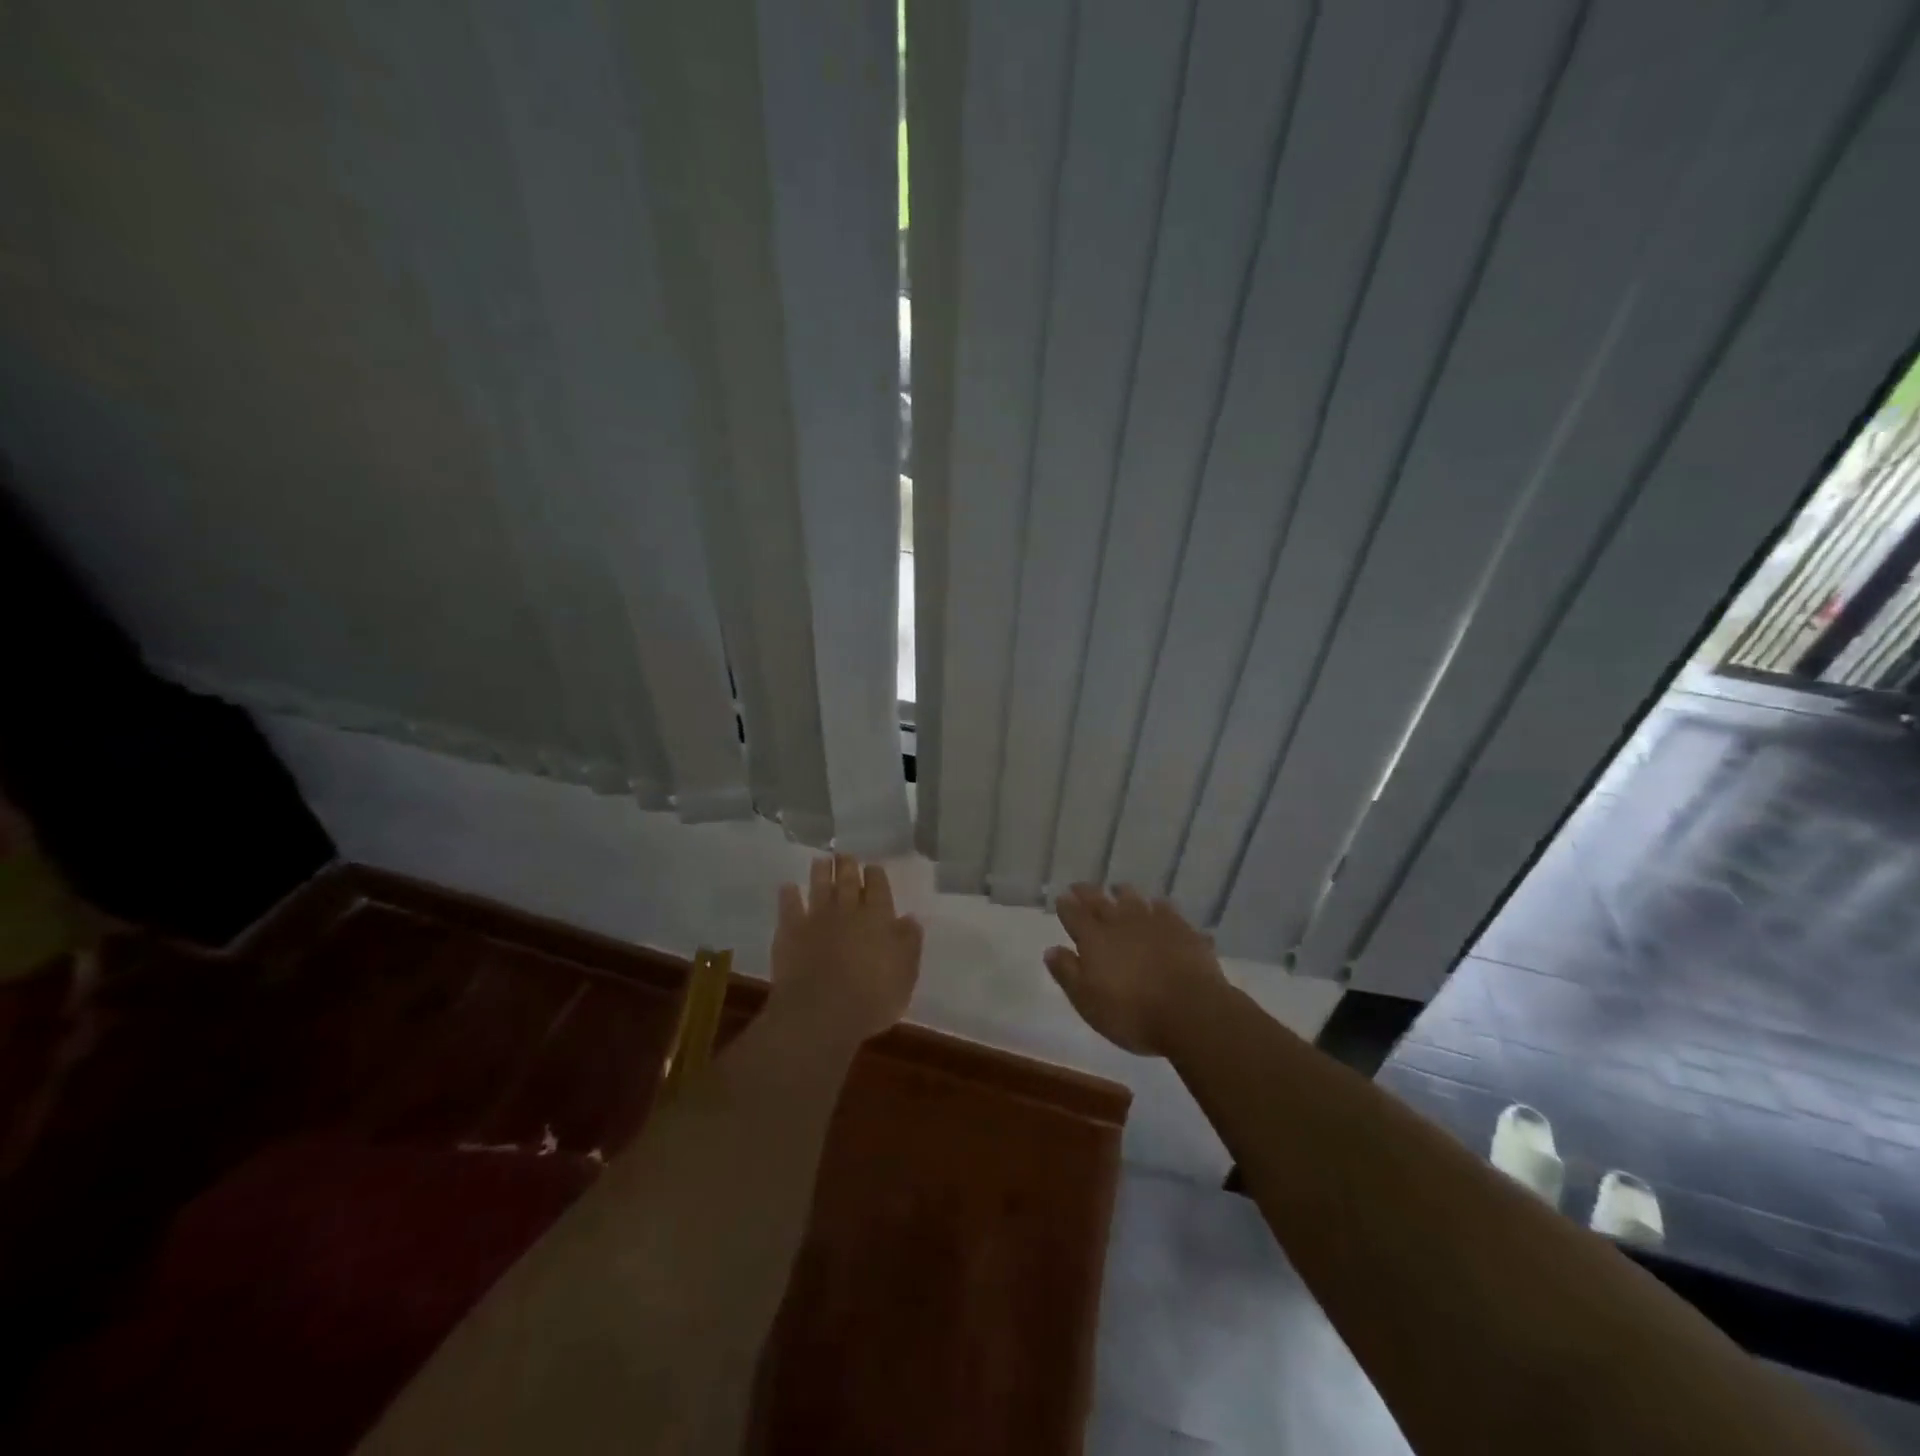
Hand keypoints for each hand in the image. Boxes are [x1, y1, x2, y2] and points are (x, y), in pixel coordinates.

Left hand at [770, 854, 922, 1045]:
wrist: (821, 1013)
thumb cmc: (872, 999)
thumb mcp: (905, 975)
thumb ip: (908, 943)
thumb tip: (909, 919)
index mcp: (878, 917)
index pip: (878, 887)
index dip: (875, 875)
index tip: (873, 867)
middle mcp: (847, 910)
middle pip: (847, 880)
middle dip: (847, 865)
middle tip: (845, 855)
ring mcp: (817, 918)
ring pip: (819, 886)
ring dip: (820, 872)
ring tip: (821, 861)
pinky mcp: (790, 931)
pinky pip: (789, 906)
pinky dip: (788, 894)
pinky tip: (788, 887)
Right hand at [1045, 884, 1226, 1056]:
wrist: (1191, 1011)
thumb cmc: (1131, 1013)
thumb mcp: (1087, 1001)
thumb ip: (1068, 973)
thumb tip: (1051, 949)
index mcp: (1095, 939)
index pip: (1074, 915)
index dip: (1066, 906)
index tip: (1061, 897)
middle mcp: (1121, 923)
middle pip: (1100, 901)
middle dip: (1088, 893)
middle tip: (1080, 886)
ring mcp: (1154, 922)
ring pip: (1134, 899)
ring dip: (1123, 893)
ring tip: (1118, 889)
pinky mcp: (1182, 929)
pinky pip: (1167, 910)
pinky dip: (1159, 906)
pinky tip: (1160, 907)